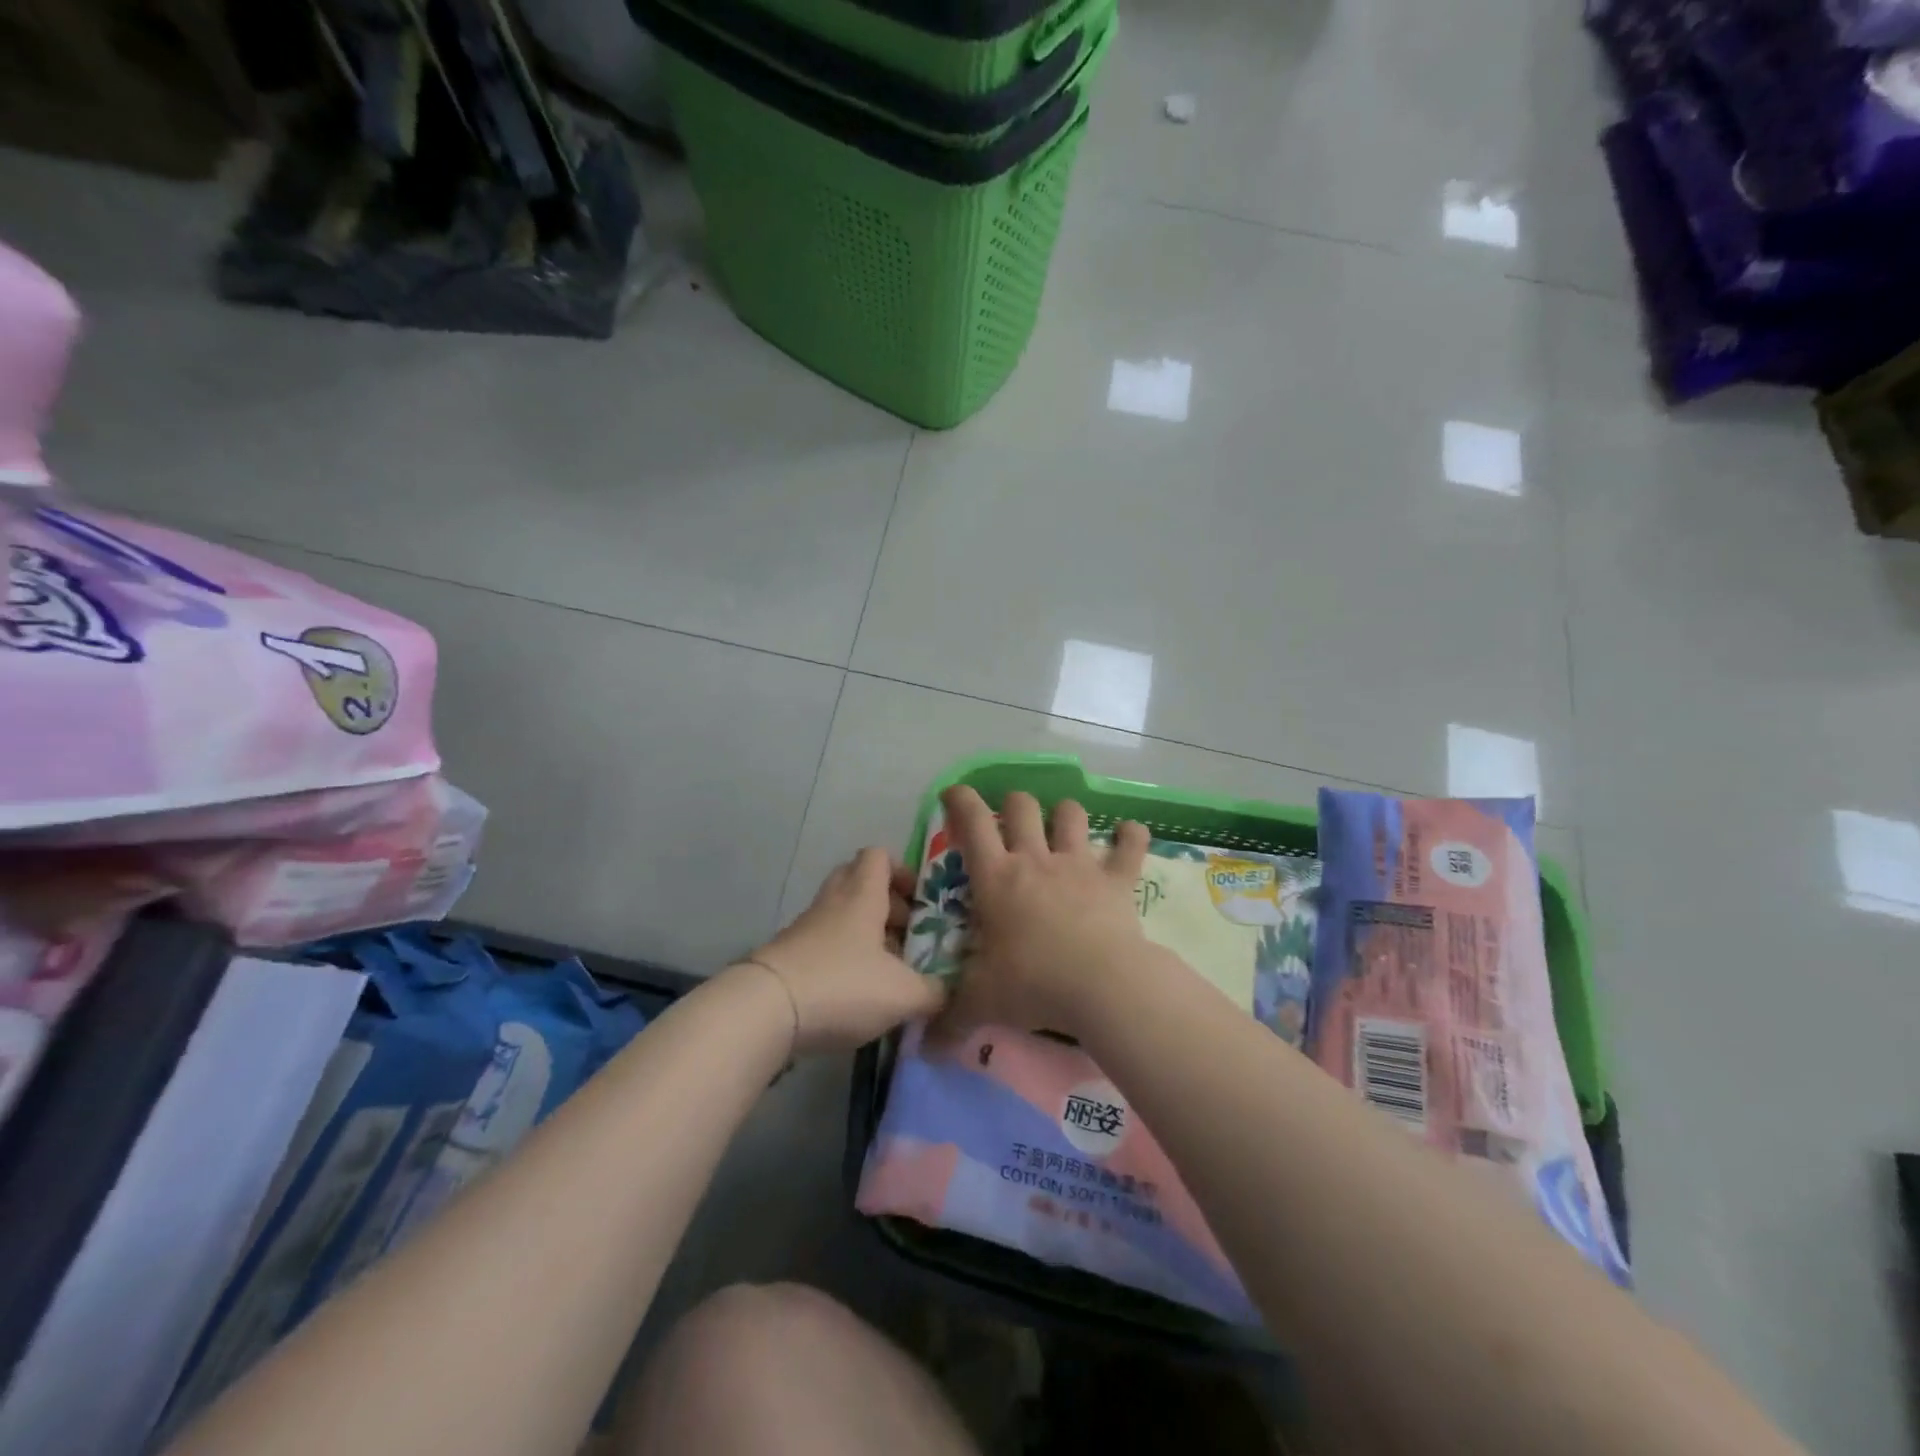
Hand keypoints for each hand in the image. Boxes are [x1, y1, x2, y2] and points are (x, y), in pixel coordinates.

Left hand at [749, 848, 946, 1053]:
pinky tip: (856, 991)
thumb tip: (949, 993)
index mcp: (862, 895)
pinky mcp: (788, 956)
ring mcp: (805, 928)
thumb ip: (934, 993)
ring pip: (840, 914)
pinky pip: (823, 943)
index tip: (920, 899)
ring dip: (863, 932)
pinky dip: (842, 957)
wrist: (764, 1011)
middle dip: (884, 901)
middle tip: (904, 931)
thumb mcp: (903, 994)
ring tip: (886, 968)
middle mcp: (833, 902)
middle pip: (856, 879)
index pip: (878, 856)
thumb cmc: (842, 985)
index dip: (902, 870)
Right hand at [934, 786, 1150, 1040]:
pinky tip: (1130, 834)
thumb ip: (950, 1020)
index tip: (955, 793)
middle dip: (1014, 805)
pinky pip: (1130, 844)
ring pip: (1071, 813)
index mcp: (997, 878)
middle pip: (1022, 806)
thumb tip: (924, 1048)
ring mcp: (1079, 864)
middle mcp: (1035, 860)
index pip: (972, 823)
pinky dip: (1132, 836)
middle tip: (1012, 822)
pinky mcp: (1117, 879)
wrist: (1101, 986)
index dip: (961, 801)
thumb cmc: (1033, 984)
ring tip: (1064, 826)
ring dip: (1065, 814)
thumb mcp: (983, 1002)